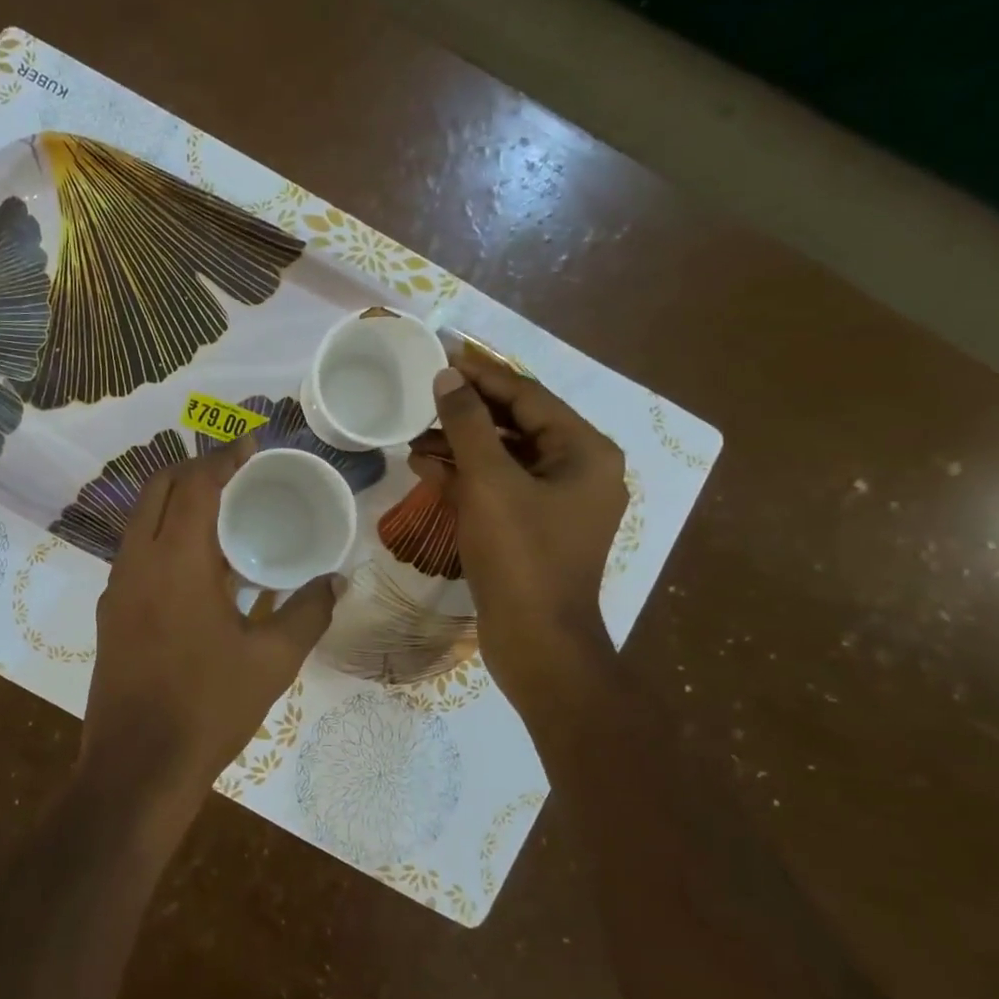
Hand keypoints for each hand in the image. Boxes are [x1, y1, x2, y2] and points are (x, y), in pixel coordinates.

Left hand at [81, 439, 340, 821]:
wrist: (137, 768)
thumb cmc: (208, 709)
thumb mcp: (271, 661)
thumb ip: (307, 612)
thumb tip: (335, 581)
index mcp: (176, 561)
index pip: (195, 484)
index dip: (223, 457)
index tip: (251, 444)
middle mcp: (137, 562)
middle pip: (157, 489)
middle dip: (194, 469)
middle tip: (236, 472)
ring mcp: (116, 588)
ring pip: (140, 520)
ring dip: (175, 502)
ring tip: (221, 512)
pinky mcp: (110, 613)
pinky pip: (135, 552)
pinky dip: (163, 535)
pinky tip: (198, 565)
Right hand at [408, 348, 626, 711]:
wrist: (537, 642)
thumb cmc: (520, 555)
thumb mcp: (490, 481)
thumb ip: (468, 424)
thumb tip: (447, 377)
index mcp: (585, 452)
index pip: (529, 396)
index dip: (483, 374)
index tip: (443, 356)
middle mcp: (579, 471)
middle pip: (517, 425)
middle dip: (467, 413)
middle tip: (423, 397)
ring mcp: (557, 504)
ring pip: (504, 459)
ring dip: (460, 446)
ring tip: (414, 437)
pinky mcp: (534, 530)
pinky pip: (499, 489)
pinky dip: (466, 478)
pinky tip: (425, 469)